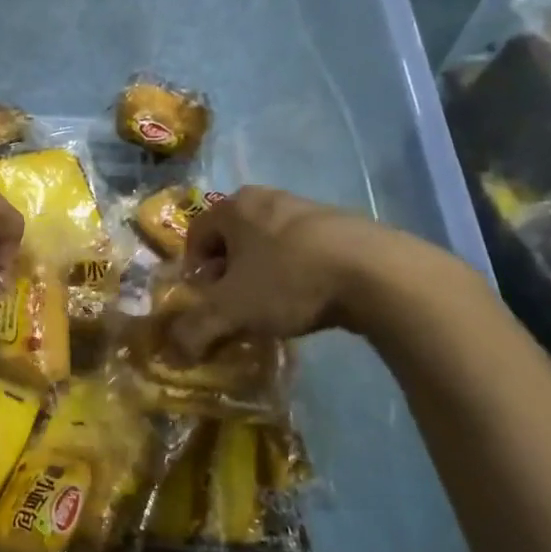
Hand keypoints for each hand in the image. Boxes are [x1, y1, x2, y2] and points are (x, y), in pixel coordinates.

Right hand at [165, 187, 471, 357]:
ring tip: (273, 308)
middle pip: (233, 238)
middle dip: (228, 273)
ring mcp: (309, 208)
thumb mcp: (232, 310)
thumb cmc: (288, 280)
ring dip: (263, 274)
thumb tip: (172, 353)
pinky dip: (296, 273)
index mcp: (234, 207)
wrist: (378, 273)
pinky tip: (309, 301)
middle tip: (235, 305)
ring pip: (269, 244)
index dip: (193, 270)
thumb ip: (196, 330)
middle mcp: (267, 198)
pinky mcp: (344, 226)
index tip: (204, 300)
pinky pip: (303, 250)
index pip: (196, 234)